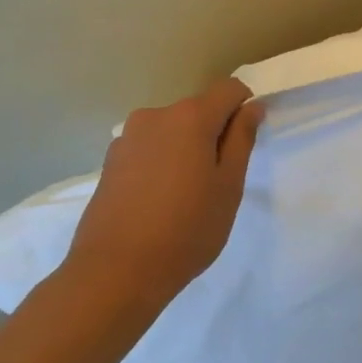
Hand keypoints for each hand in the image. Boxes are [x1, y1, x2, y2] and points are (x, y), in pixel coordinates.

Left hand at [69, 78, 264, 309]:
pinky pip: (148, 149)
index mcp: (190, 116)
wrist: (115, 272)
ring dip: (185, 149)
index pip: (230, 89)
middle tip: (218, 181)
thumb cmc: (186, 228)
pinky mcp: (110, 161)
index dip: (245, 110)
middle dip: (214, 133)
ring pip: (172, 131)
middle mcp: (156, 115)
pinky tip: (158, 202)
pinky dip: (161, 163)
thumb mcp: (229, 185)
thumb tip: (251, 107)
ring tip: (185, 195)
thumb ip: (241, 139)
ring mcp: (127, 138)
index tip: (245, 145)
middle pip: (198, 110)